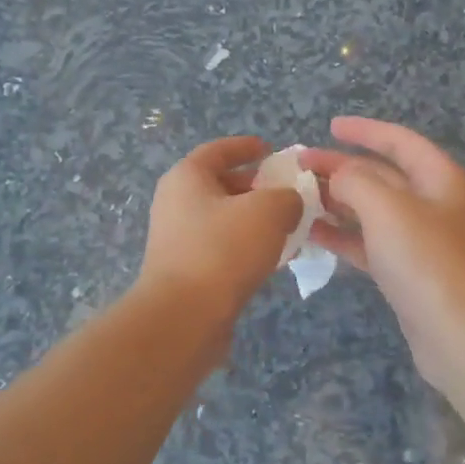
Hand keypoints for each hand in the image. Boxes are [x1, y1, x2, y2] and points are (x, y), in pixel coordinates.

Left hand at [139, 136, 304, 326]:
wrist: (184, 316)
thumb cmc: (223, 250)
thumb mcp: (268, 211)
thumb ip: (287, 197)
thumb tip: (288, 203)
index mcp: (187, 177)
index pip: (218, 150)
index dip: (246, 147)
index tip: (271, 150)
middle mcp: (175, 203)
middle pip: (220, 185)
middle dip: (255, 187)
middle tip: (287, 193)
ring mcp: (177, 239)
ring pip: (223, 219)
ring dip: (254, 221)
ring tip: (288, 227)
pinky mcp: (185, 271)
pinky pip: (221, 248)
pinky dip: (246, 247)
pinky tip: (272, 259)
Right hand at [304, 118, 464, 391]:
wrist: (461, 334)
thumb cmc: (427, 260)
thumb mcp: (388, 208)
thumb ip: (356, 181)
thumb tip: (338, 176)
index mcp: (438, 179)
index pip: (399, 142)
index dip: (365, 131)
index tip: (330, 126)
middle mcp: (432, 205)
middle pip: (382, 176)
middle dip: (341, 167)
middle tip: (299, 165)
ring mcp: (420, 242)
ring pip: (372, 211)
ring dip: (337, 202)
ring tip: (297, 198)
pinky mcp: (406, 273)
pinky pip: (369, 244)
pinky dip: (342, 236)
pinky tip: (311, 234)